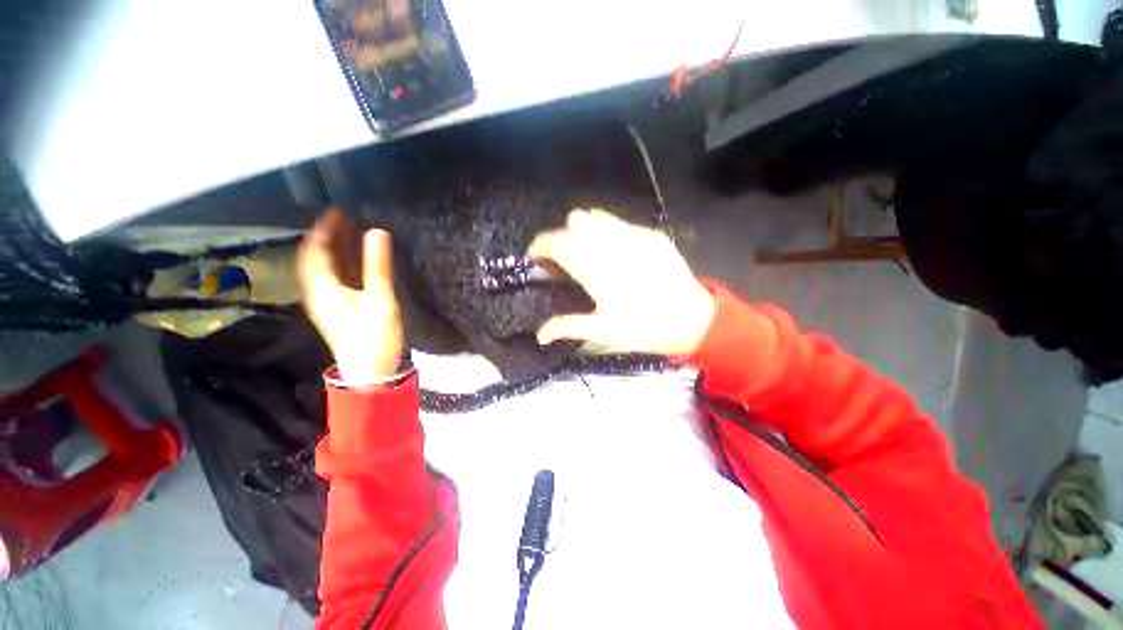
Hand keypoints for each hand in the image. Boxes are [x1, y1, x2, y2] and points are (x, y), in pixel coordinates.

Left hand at [297, 209, 404, 382]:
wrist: (369, 371)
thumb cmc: (374, 336)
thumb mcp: (380, 299)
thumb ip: (377, 266)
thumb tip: (377, 232)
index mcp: (323, 288)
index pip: (315, 250)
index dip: (323, 228)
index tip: (338, 210)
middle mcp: (317, 293)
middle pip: (314, 258)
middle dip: (325, 236)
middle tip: (344, 218)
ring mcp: (325, 303)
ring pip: (321, 269)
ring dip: (330, 249)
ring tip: (347, 234)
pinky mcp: (335, 310)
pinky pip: (330, 279)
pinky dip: (337, 264)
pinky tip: (351, 261)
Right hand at [528, 209, 714, 355]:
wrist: (692, 319)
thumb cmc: (643, 327)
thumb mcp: (603, 330)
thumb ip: (568, 326)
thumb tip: (539, 335)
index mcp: (596, 270)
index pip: (558, 242)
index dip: (541, 244)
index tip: (536, 255)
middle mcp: (612, 246)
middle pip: (576, 220)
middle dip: (564, 234)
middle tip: (567, 257)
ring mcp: (635, 236)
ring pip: (598, 216)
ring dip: (586, 229)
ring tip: (590, 251)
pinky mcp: (652, 235)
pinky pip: (622, 224)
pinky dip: (610, 233)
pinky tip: (619, 254)